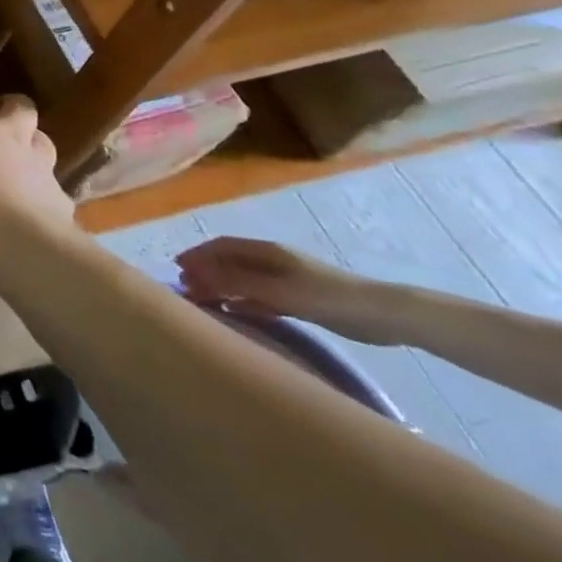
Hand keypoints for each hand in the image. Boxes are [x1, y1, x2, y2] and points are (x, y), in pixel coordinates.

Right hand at [0, 69, 76, 282]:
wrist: (24, 250)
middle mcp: (3, 139)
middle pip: (18, 108)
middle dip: (10, 107)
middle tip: (1, 115)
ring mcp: (37, 167)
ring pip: (43, 141)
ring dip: (33, 144)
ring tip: (21, 158)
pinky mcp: (60, 200)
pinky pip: (53, 188)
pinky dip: (43, 193)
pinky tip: (34, 209)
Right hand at [174, 237, 400, 344]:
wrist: (384, 315)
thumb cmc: (326, 296)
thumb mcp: (277, 290)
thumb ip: (235, 281)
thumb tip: (194, 271)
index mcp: (265, 251)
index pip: (221, 246)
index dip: (197, 254)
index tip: (177, 268)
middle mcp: (271, 261)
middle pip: (230, 262)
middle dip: (206, 271)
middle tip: (187, 289)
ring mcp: (286, 280)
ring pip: (244, 280)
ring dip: (223, 287)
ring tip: (205, 301)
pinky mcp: (299, 299)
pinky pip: (261, 296)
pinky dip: (244, 301)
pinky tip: (237, 312)